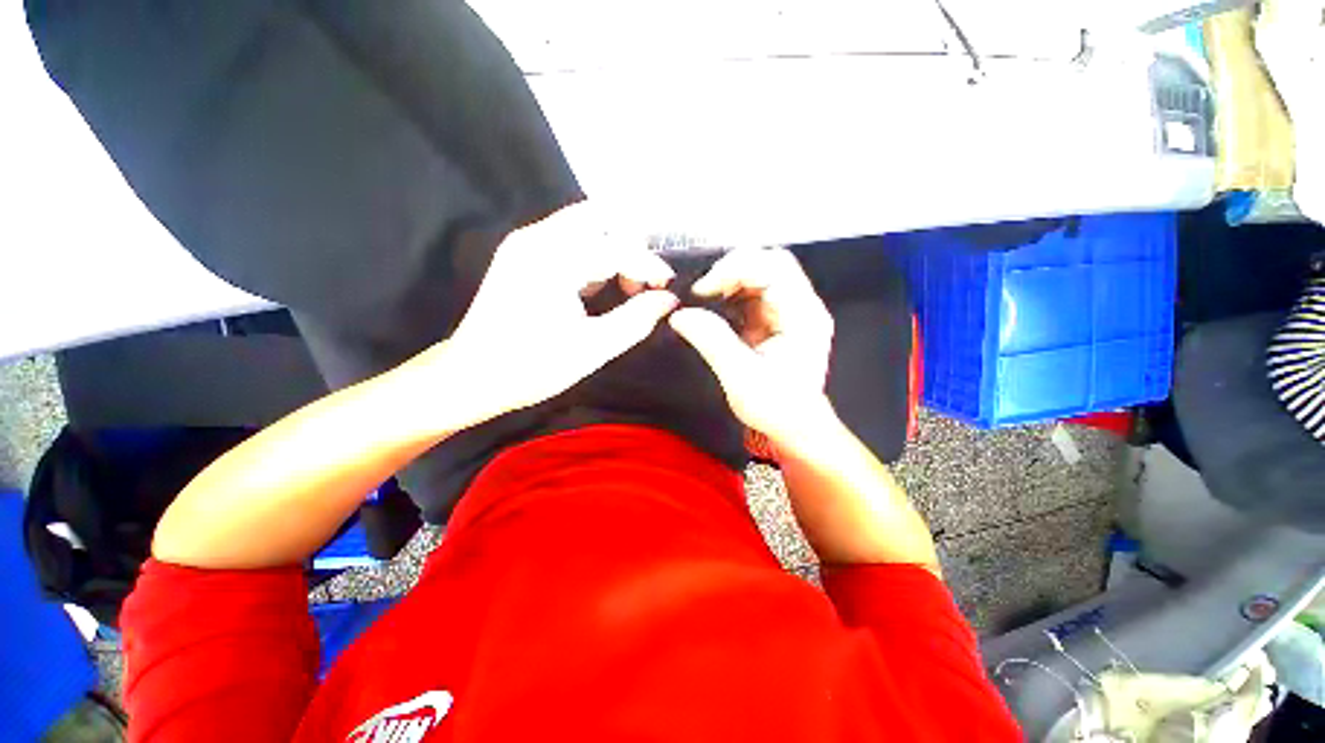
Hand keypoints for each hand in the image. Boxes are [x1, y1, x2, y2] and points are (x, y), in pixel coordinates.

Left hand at [410, 204, 678, 426]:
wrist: (471, 377)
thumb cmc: (532, 368)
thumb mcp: (593, 349)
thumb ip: (637, 320)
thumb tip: (669, 300)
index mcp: (553, 260)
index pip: (617, 245)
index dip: (650, 266)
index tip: (667, 290)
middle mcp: (538, 238)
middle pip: (601, 216)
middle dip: (633, 246)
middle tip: (645, 283)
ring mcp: (527, 243)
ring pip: (586, 225)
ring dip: (615, 250)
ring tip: (626, 290)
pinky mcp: (523, 254)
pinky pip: (571, 240)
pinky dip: (595, 257)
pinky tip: (599, 289)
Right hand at [669, 248, 834, 445]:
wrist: (793, 427)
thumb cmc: (775, 407)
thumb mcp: (740, 376)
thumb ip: (712, 340)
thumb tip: (681, 314)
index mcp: (803, 316)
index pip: (775, 266)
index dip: (735, 268)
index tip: (703, 290)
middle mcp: (802, 305)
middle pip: (768, 263)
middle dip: (730, 270)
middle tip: (701, 292)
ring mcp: (790, 310)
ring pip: (759, 274)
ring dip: (728, 281)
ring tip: (703, 299)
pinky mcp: (776, 318)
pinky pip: (752, 292)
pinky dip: (729, 294)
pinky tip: (713, 307)